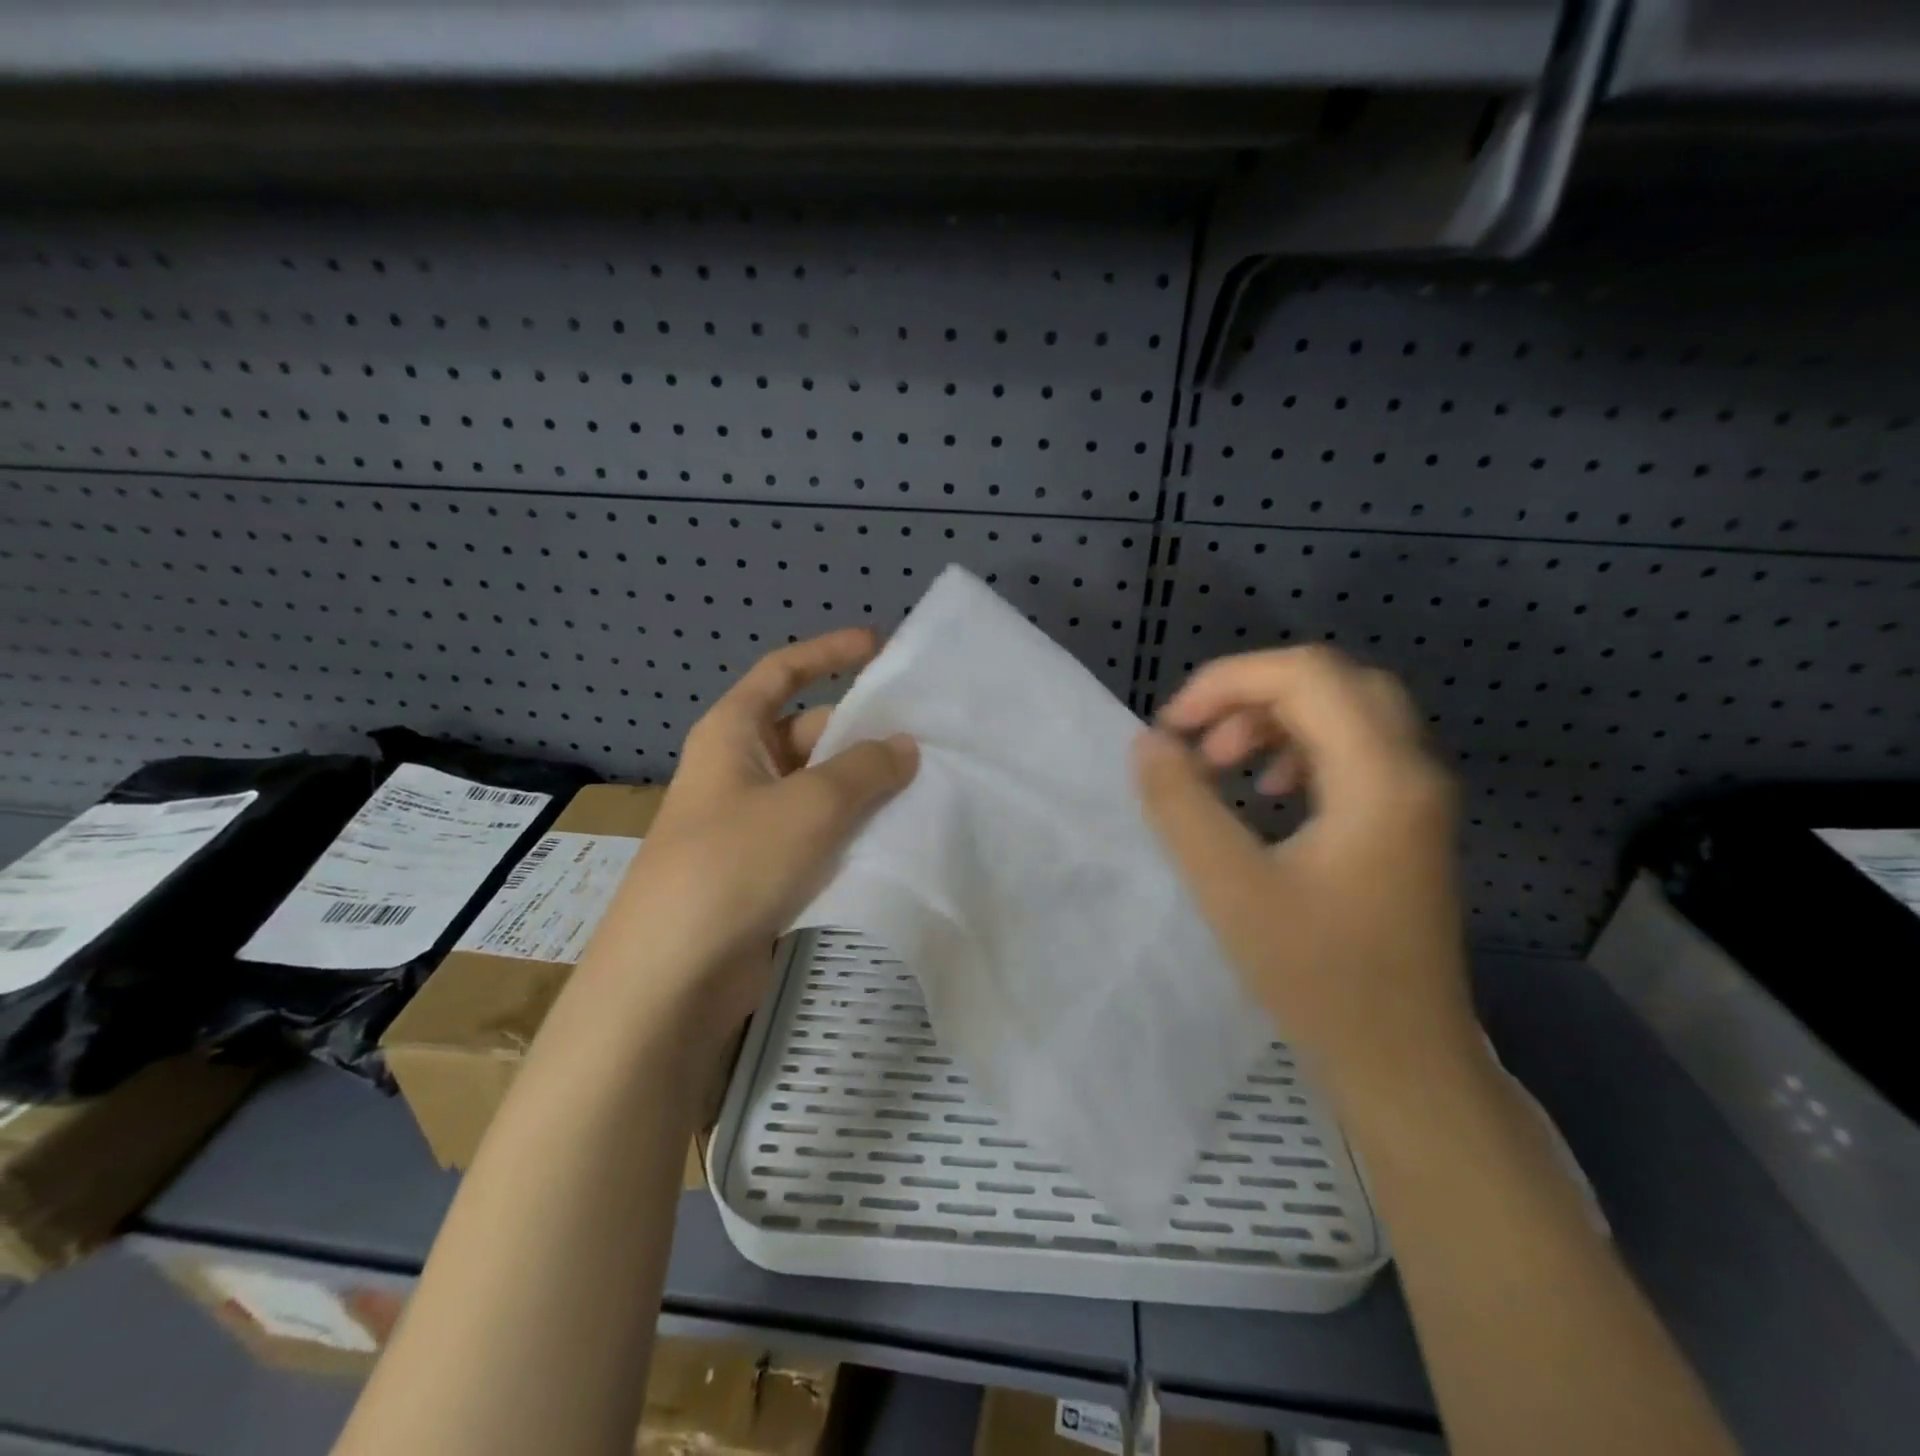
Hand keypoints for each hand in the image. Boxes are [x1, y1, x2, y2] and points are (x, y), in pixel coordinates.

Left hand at [603, 629, 917, 1033]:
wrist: (672, 975)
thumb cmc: (734, 864)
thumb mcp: (810, 805)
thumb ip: (865, 769)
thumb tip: (904, 746)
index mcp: (733, 733)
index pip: (782, 671)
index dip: (829, 652)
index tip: (881, 646)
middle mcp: (739, 769)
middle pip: (810, 732)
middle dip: (863, 735)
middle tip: (929, 742)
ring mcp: (750, 821)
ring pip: (819, 787)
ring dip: (864, 787)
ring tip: (927, 788)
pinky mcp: (763, 868)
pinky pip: (816, 832)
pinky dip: (851, 829)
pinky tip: (897, 838)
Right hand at [1134, 646, 1478, 1109]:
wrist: (1406, 1065)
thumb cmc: (1320, 980)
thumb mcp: (1231, 889)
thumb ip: (1181, 807)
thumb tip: (1149, 743)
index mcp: (1381, 777)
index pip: (1306, 675)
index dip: (1228, 682)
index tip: (1172, 728)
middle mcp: (1412, 771)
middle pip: (1331, 682)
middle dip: (1251, 695)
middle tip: (1199, 741)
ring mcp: (1416, 798)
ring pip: (1345, 713)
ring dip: (1274, 721)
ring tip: (1224, 766)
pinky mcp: (1406, 824)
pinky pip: (1353, 752)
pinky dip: (1299, 751)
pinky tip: (1268, 795)